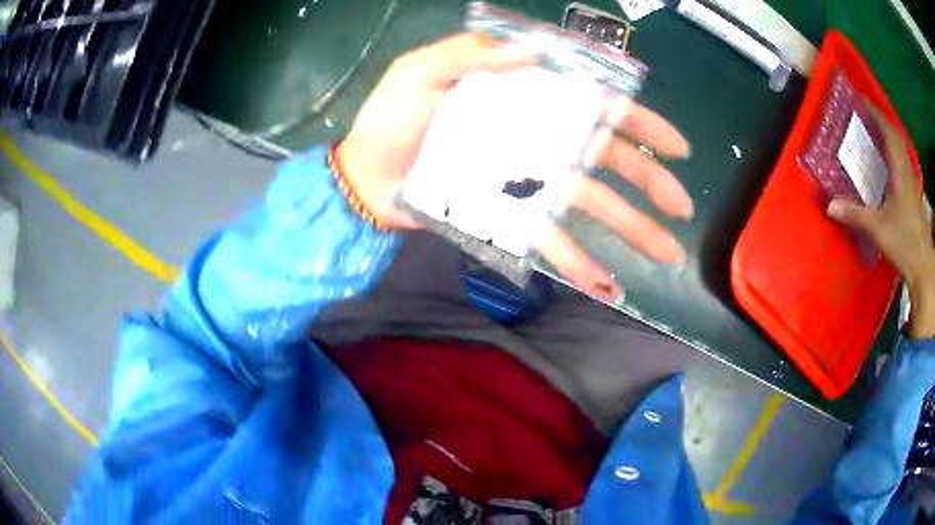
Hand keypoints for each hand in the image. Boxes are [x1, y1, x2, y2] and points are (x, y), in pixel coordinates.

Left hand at [339, 33, 692, 300]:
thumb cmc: (390, 118)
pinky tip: (608, 286)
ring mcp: (525, 186)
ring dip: (631, 231)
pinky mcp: (506, 219)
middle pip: (608, 163)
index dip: (639, 127)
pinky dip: (578, 263)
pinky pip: (548, 242)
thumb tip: (536, 54)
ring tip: (666, 254)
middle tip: (682, 210)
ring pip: (590, 207)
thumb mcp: (423, 70)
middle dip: (650, 184)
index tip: (676, 149)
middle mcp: (537, 144)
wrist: (363, 173)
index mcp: (525, 102)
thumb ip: (473, 54)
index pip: (595, 109)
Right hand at [827, 106, 934, 338]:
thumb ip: (855, 215)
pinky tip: (888, 158)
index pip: (887, 131)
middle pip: (894, 135)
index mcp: (899, 171)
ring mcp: (911, 181)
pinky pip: (903, 160)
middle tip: (864, 113)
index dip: (875, 112)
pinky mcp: (913, 192)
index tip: (860, 99)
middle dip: (880, 119)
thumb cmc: (904, 243)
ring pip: (900, 147)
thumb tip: (829, 205)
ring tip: (874, 130)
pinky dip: (894, 151)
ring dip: (888, 134)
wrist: (923, 265)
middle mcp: (906, 169)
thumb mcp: (878, 230)